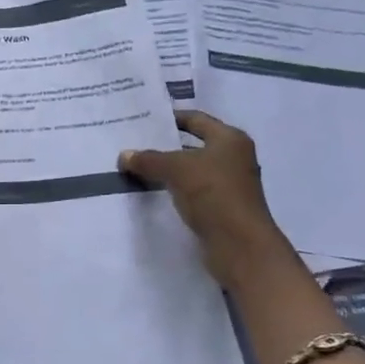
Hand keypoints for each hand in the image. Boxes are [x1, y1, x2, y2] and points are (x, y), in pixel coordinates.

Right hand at [119, 110, 304, 292]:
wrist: (239, 245)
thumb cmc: (213, 194)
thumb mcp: (176, 169)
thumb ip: (149, 160)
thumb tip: (124, 156)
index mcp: (230, 139)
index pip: (196, 119)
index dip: (170, 118)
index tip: (144, 120)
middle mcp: (234, 157)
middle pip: (193, 145)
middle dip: (165, 146)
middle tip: (135, 144)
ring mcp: (230, 184)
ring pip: (192, 170)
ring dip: (169, 170)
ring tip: (138, 169)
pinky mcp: (223, 208)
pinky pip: (193, 191)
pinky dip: (175, 190)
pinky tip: (153, 193)